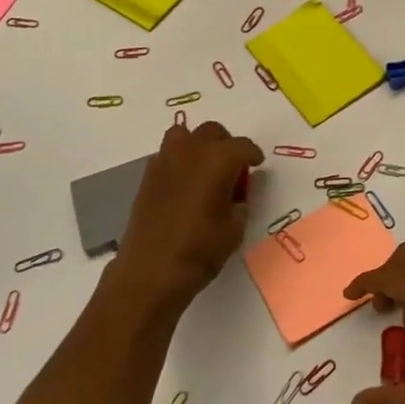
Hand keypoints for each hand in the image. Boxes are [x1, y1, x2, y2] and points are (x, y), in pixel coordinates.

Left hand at [109, 121, 262, 313]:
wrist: (150, 271)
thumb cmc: (200, 250)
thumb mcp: (234, 230)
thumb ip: (240, 205)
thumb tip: (237, 198)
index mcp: (218, 160)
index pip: (242, 146)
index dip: (253, 155)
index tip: (256, 165)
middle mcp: (191, 151)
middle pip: (213, 131)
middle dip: (226, 145)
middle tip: (233, 168)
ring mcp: (165, 160)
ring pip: (185, 135)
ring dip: (198, 145)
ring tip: (205, 169)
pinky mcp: (147, 176)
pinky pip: (168, 154)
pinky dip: (179, 160)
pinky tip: (184, 185)